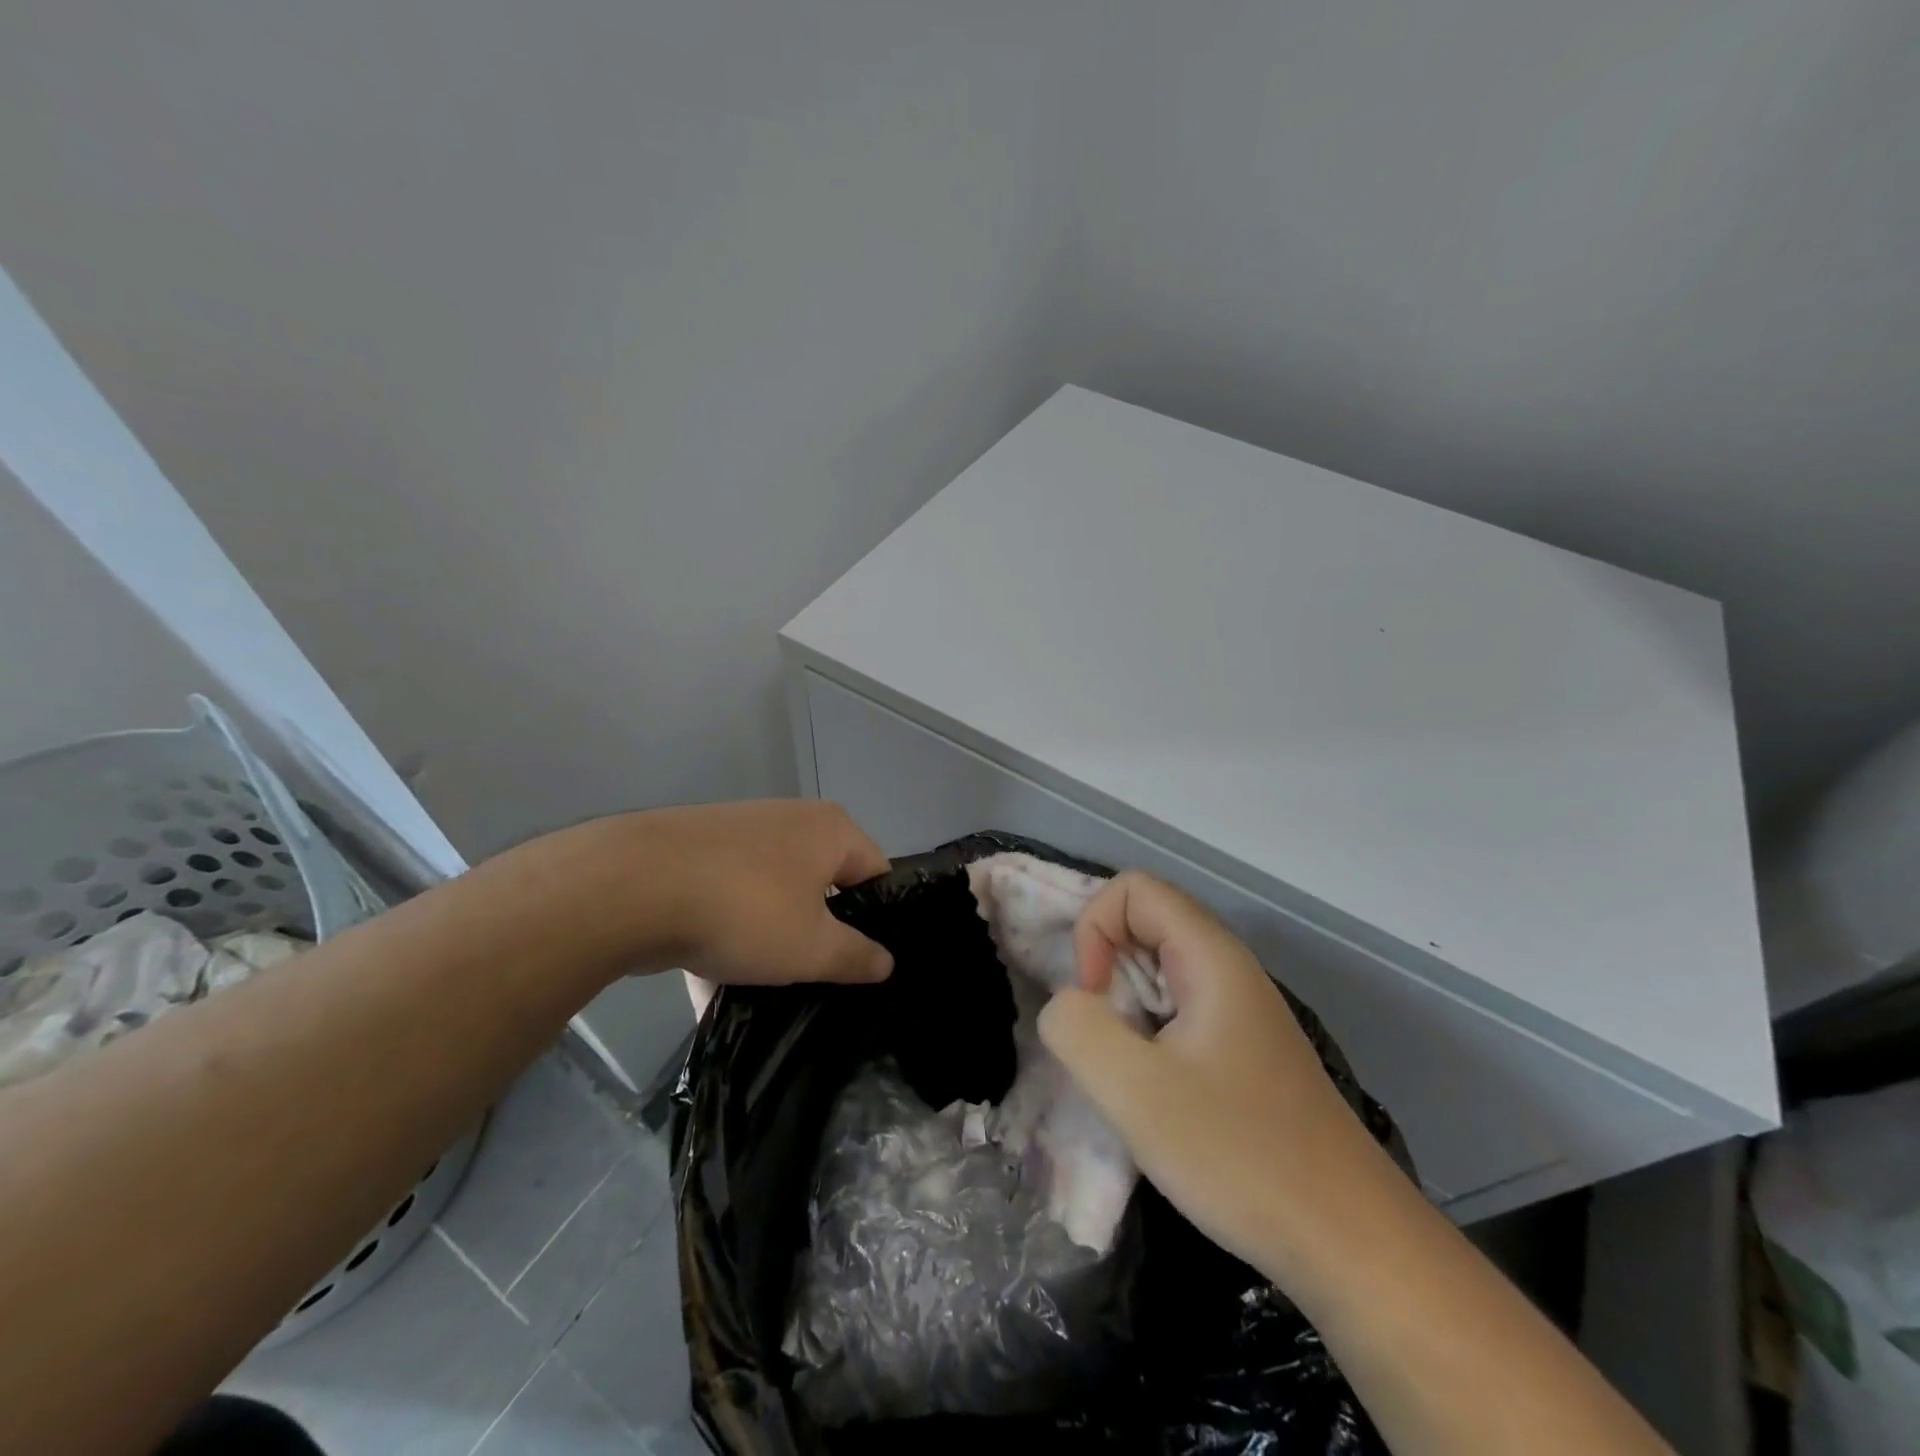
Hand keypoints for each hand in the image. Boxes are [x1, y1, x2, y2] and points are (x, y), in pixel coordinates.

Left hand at [487, 801, 893, 991]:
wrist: (629, 887)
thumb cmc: (746, 910)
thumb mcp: (813, 948)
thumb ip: (857, 956)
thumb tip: (886, 962)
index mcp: (830, 829)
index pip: (876, 874)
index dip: (878, 921)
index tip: (865, 963)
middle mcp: (789, 820)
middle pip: (821, 886)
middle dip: (816, 934)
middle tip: (815, 978)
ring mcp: (737, 833)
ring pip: (769, 898)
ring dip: (767, 941)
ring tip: (759, 988)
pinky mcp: (693, 853)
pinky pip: (725, 900)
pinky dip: (723, 935)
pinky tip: (710, 981)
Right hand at [1037, 871, 1391, 1277]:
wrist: (1350, 1243)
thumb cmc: (1241, 1155)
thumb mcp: (1137, 1092)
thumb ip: (1078, 1029)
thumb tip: (1064, 1006)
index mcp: (1211, 957)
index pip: (1134, 889)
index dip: (1095, 928)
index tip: (1094, 999)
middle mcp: (1228, 969)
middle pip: (1145, 925)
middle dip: (1104, 971)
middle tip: (1106, 1043)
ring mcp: (1238, 1011)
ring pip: (1157, 973)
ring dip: (1123, 1009)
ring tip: (1128, 1074)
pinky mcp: (1241, 1050)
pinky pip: (1176, 1012)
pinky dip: (1147, 1037)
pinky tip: (1156, 1097)